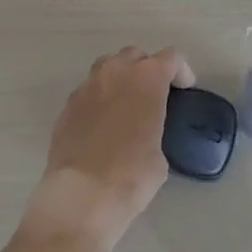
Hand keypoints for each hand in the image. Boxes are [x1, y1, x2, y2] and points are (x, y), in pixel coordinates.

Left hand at [21, 46, 193, 246]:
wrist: (81, 196)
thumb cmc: (131, 175)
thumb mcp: (159, 154)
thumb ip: (155, 128)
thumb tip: (145, 134)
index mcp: (147, 78)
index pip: (171, 57)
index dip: (181, 71)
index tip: (183, 90)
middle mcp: (116, 72)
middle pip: (136, 55)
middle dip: (147, 69)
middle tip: (153, 95)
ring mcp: (87, 86)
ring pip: (107, 67)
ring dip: (120, 78)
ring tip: (125, 104)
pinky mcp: (67, 106)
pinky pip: (88, 92)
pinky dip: (98, 100)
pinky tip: (101, 125)